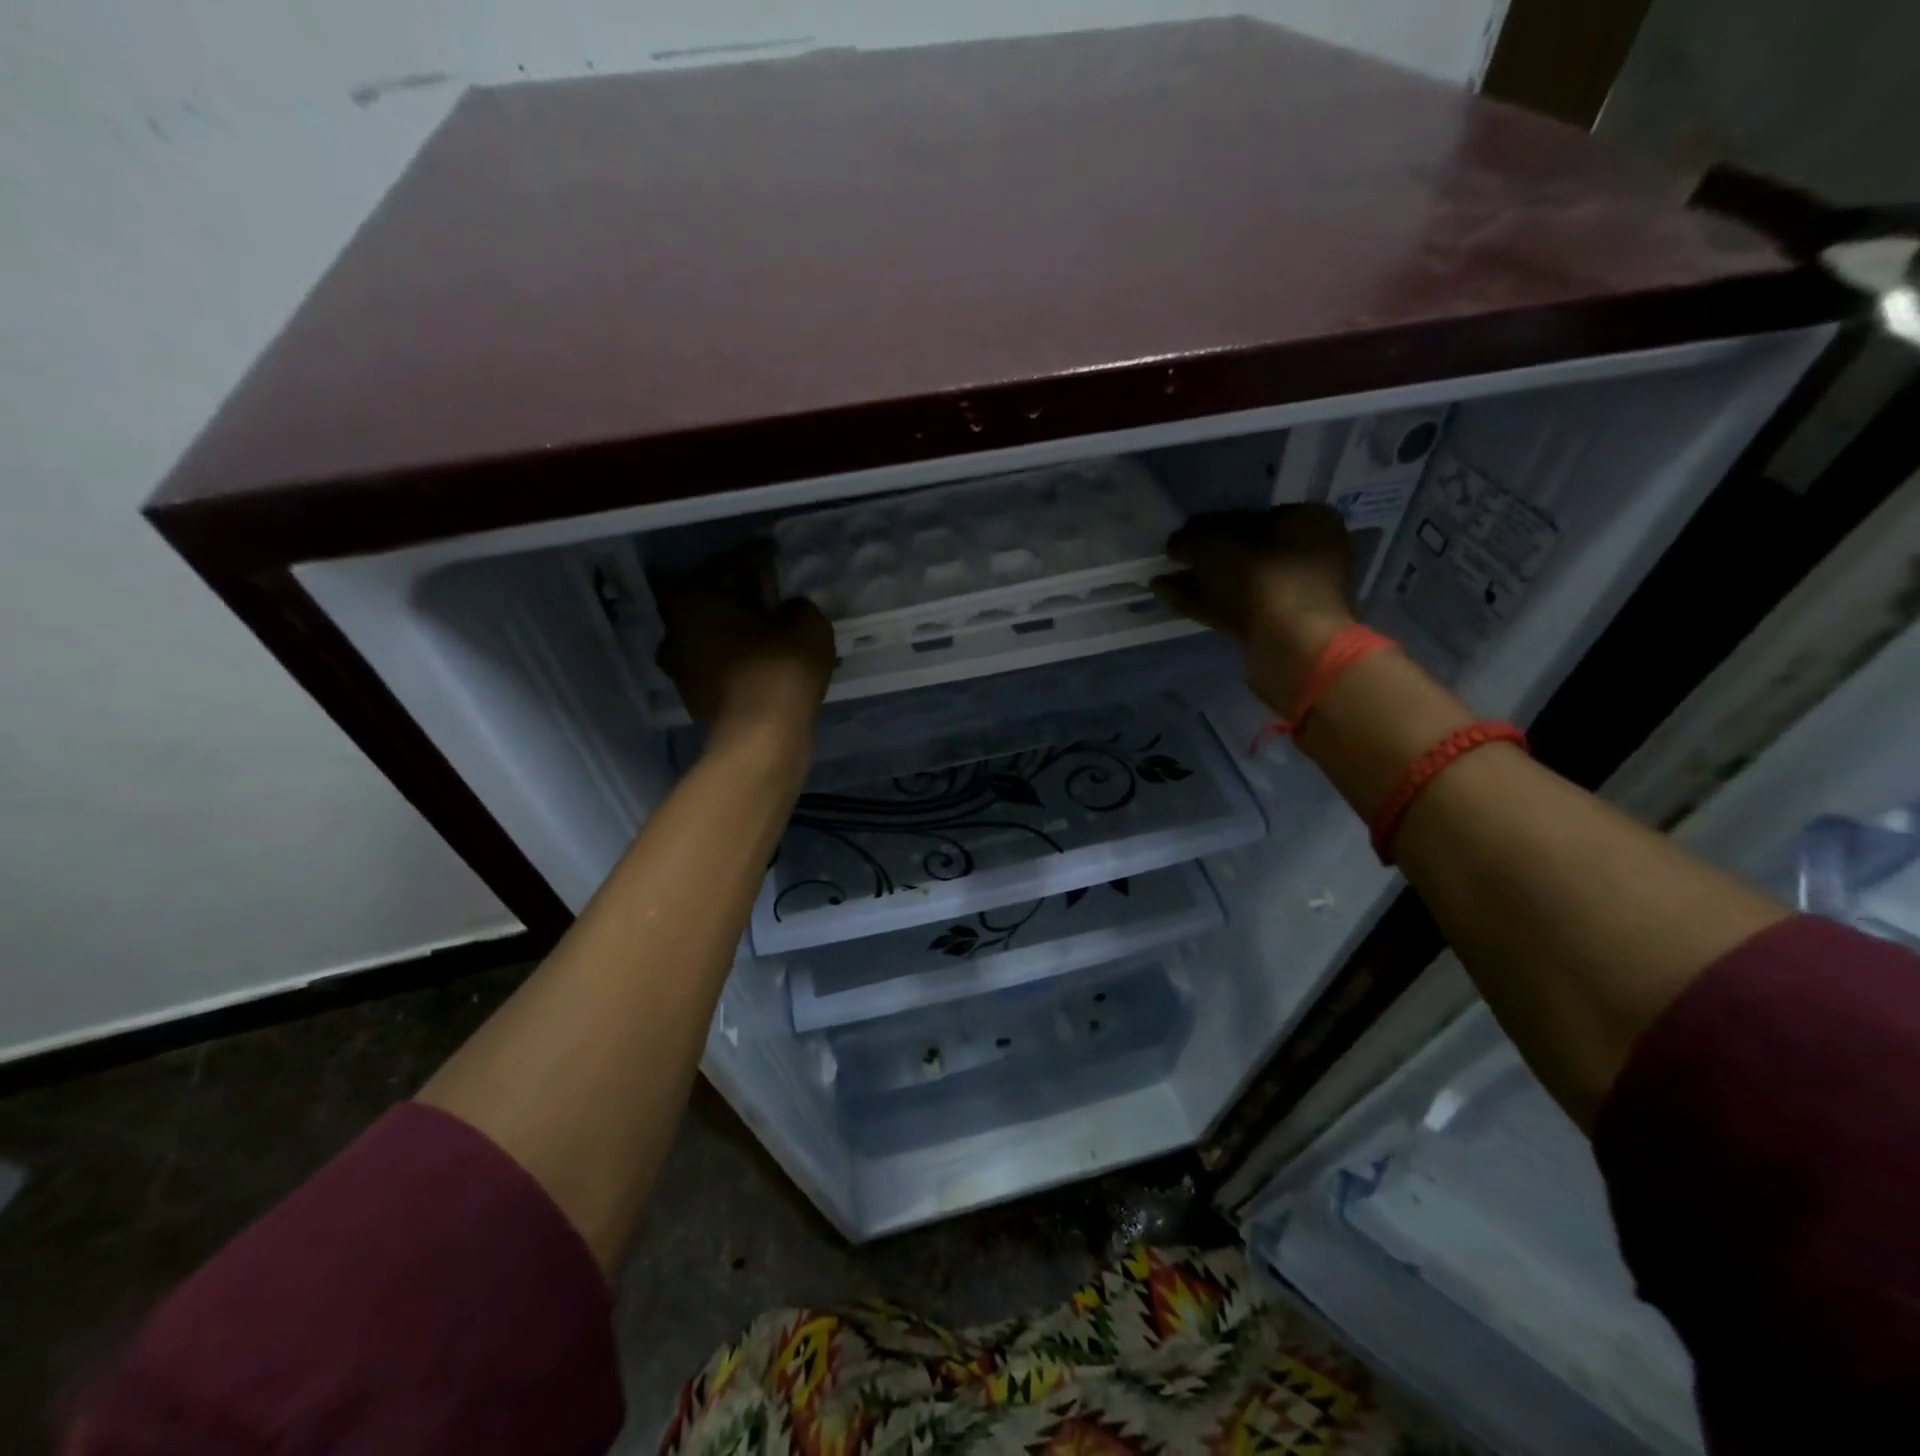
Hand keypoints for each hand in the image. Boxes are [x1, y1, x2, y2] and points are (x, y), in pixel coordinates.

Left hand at [653, 545, 834, 748]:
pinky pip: (717, 664)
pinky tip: (761, 660)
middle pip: (711, 600)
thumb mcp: (806, 622)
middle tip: (768, 592)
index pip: (730, 565)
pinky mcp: (693, 698)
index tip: (773, 552)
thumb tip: (787, 609)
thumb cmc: (779, 668)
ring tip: (767, 629)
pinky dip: (736, 658)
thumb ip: (795, 605)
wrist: (761, 738)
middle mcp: (673, 628)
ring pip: (710, 635)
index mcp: (692, 597)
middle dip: (738, 595)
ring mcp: (679, 667)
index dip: (757, 557)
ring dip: (735, 630)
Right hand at [1151, 505, 1356, 708]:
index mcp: (1308, 521)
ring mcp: (1295, 595)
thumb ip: (1191, 539)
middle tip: (1172, 561)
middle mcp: (1309, 554)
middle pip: (1245, 553)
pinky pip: (1236, 608)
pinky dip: (1205, 603)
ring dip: (1200, 583)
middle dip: (1204, 559)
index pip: (1252, 516)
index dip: (1212, 525)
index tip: (1183, 537)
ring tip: (1161, 582)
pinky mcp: (1279, 628)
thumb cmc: (1262, 579)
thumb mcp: (1215, 546)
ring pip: (1238, 583)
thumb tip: (1176, 543)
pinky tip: (1170, 598)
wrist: (1292, 646)